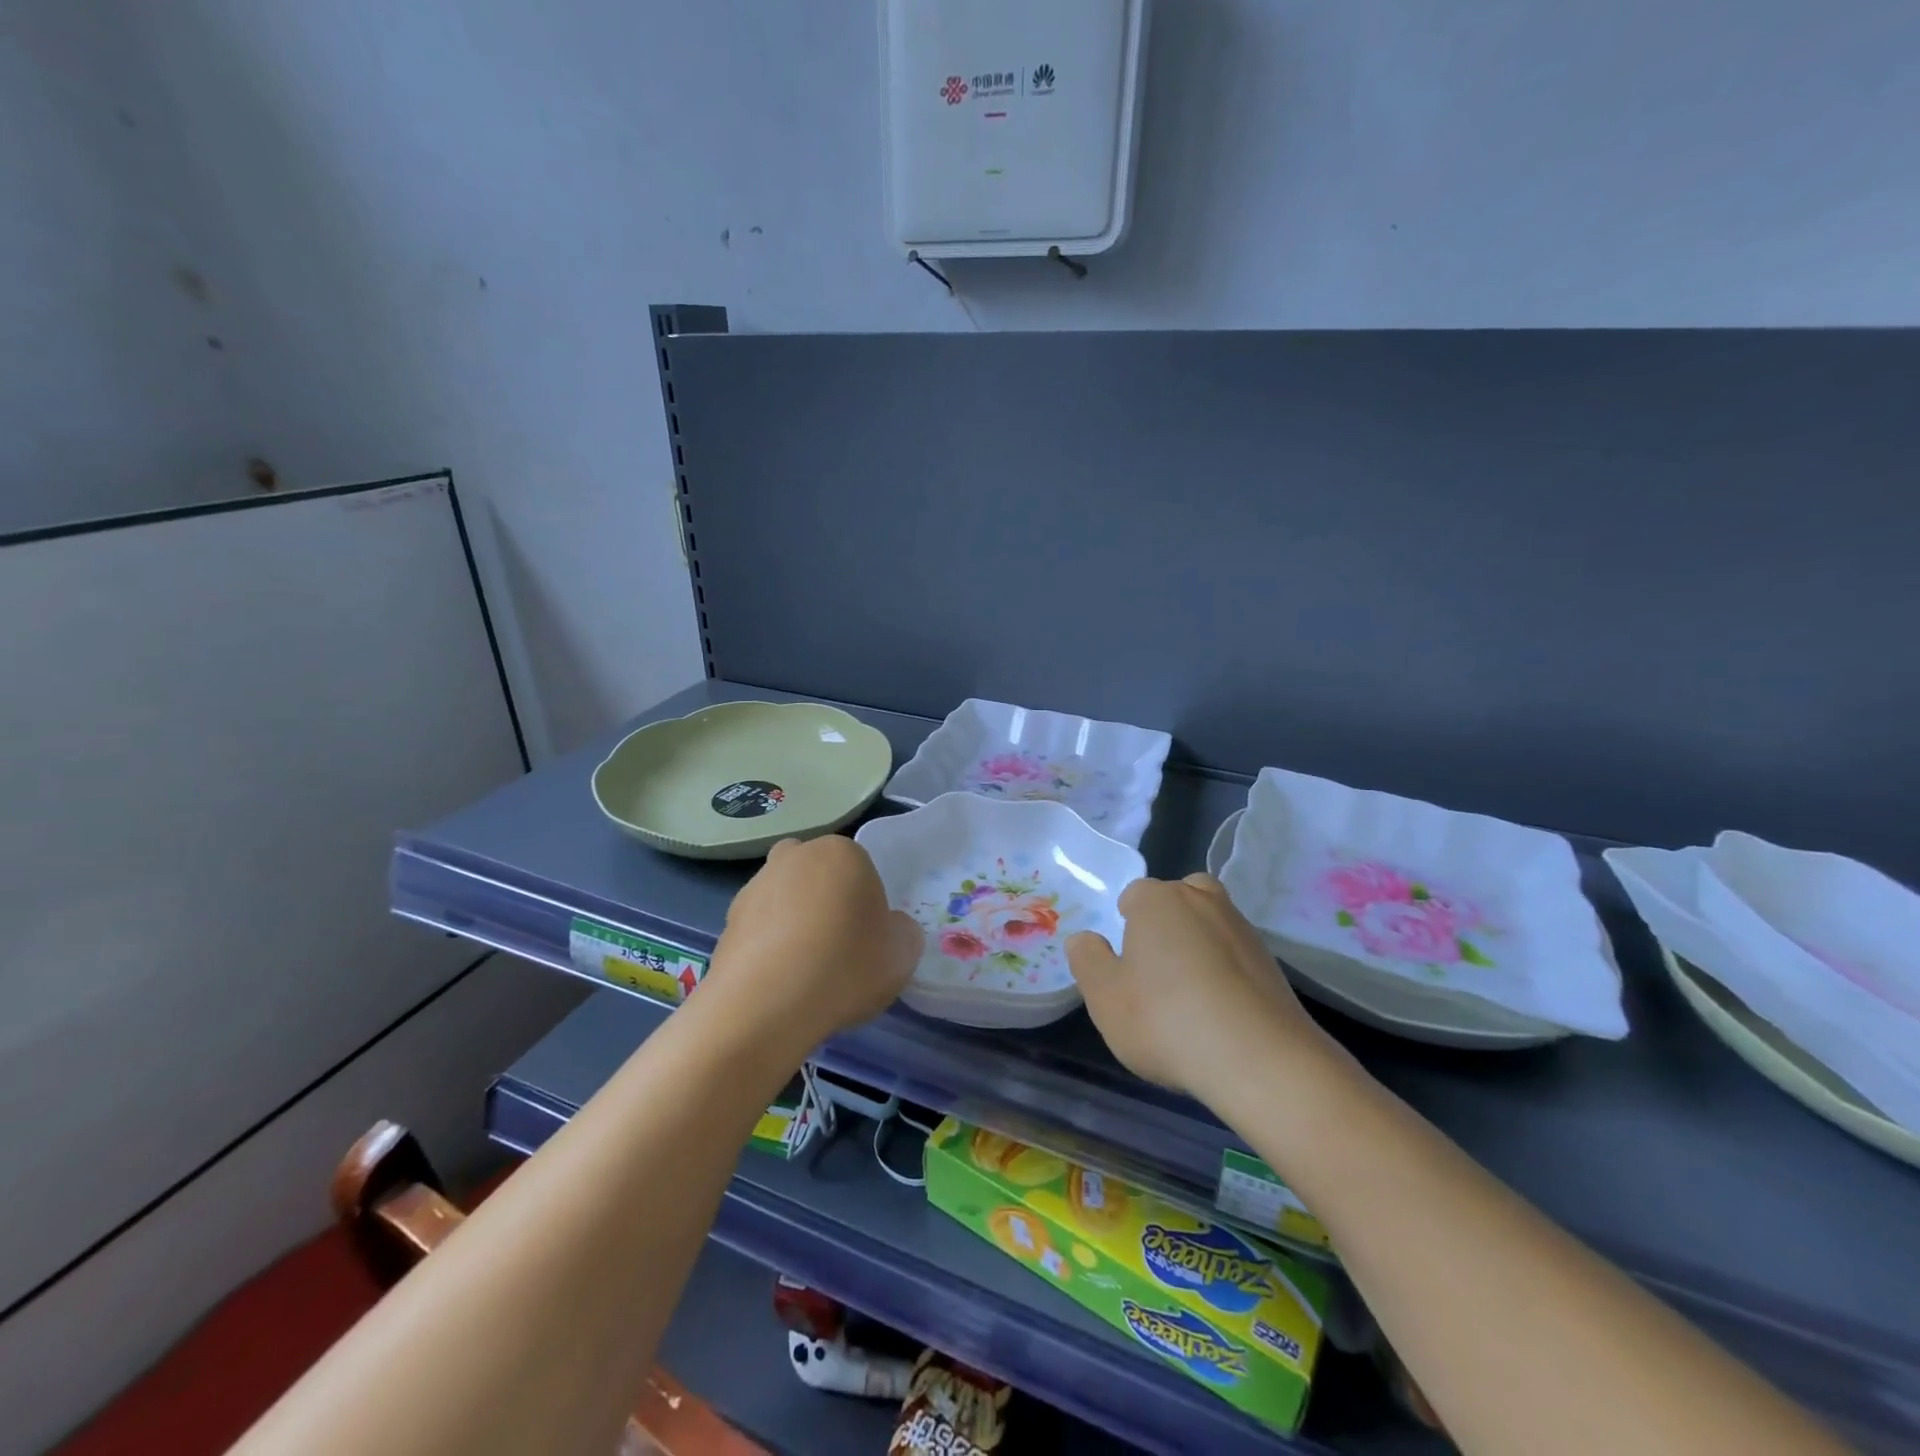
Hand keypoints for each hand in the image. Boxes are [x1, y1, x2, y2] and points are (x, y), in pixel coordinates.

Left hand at [706, 836, 922, 1057]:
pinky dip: (769, 951)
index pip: (862, 869)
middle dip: (827, 902)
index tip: (870, 939)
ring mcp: (754, 888)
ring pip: (785, 901)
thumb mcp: (903, 953)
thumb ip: (902, 932)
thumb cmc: (846, 966)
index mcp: (840, 852)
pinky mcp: (726, 924)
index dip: (868, 905)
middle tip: (839, 948)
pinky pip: (759, 932)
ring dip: (794, 925)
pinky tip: (779, 986)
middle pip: (819, 876)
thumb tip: (889, 929)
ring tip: (806, 974)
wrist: (765, 1006)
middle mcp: (793, 858)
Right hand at [1067, 873, 1334, 1107]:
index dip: (1125, 925)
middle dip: (1166, 923)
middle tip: (1155, 970)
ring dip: (1199, 947)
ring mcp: (1243, 929)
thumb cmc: (1166, 1019)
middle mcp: (1202, 900)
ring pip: (1210, 925)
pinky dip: (1226, 973)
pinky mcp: (1273, 963)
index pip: (1134, 895)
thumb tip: (1085, 938)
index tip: (1125, 964)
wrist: (1260, 1060)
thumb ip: (1088, 960)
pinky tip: (1220, 1012)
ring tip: (1189, 997)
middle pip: (1178, 898)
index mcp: (1157, 900)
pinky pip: (1236, 956)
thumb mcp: (1104, 997)